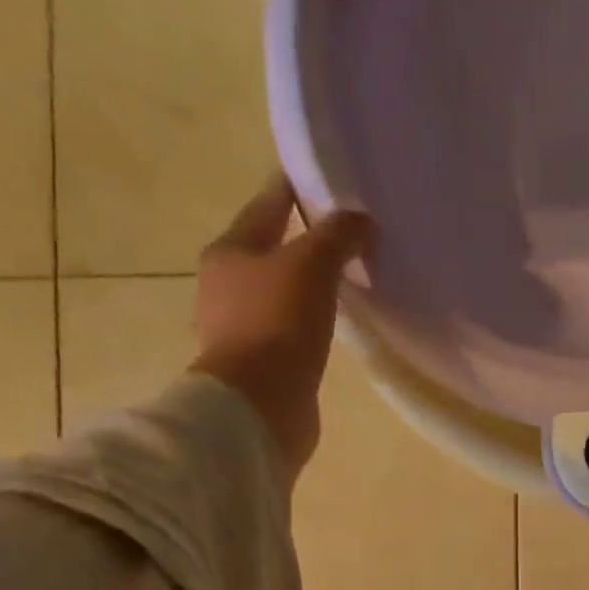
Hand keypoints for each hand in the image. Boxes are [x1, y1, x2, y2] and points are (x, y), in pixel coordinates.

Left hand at [192, 178, 373, 486]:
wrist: (259, 408)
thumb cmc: (278, 327)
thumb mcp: (311, 266)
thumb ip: (338, 237)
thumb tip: (362, 220)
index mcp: (230, 251)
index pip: (267, 205)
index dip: (296, 189)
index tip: (326, 181)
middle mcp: (226, 286)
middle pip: (269, 251)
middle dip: (302, 242)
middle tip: (343, 237)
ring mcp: (240, 330)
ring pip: (279, 295)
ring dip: (305, 288)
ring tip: (342, 284)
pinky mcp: (260, 368)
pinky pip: (288, 333)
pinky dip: (307, 325)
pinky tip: (329, 329)